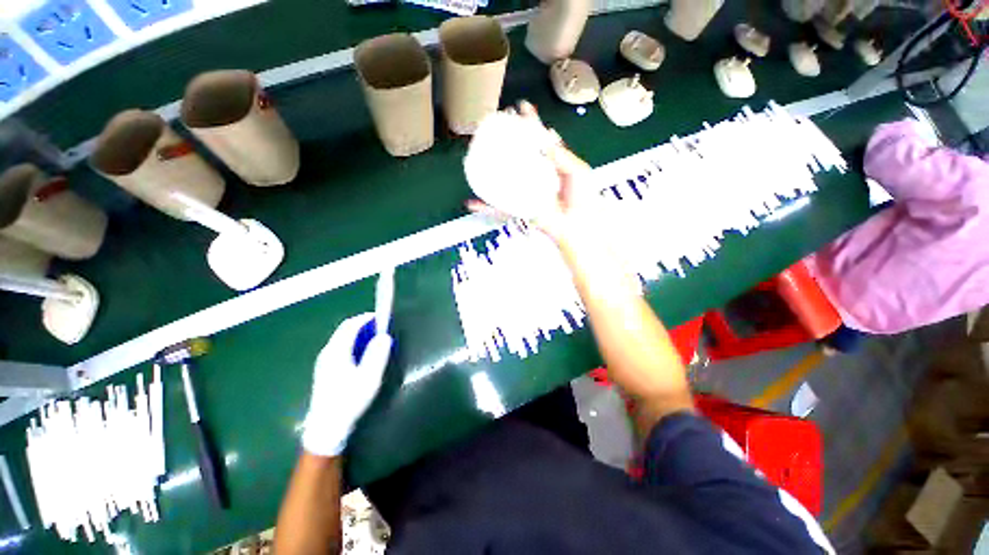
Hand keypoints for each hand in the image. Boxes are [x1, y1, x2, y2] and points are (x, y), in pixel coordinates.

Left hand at [301, 313, 392, 456]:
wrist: (326, 428)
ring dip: (359, 335)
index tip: (382, 317)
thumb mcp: (369, 377)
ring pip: (342, 339)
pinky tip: (362, 355)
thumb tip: (384, 336)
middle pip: (344, 330)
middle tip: (381, 329)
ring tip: (375, 340)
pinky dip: (353, 344)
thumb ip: (377, 354)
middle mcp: (327, 352)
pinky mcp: (325, 370)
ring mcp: (324, 361)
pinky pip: (340, 348)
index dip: (366, 318)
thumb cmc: (349, 400)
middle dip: (363, 325)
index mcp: (336, 351)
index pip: (350, 325)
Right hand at [466, 101, 594, 244]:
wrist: (577, 225)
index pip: (539, 139)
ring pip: (506, 177)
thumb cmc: (582, 199)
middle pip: (519, 154)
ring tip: (479, 153)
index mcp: (552, 163)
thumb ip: (562, 155)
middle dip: (508, 140)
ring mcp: (526, 191)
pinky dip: (486, 207)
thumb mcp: (578, 171)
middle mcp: (537, 175)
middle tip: (495, 126)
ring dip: (492, 166)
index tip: (522, 108)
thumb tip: (545, 140)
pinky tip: (473, 203)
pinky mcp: (520, 208)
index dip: (531, 123)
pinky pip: (500, 206)